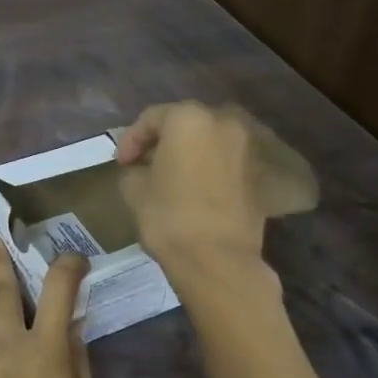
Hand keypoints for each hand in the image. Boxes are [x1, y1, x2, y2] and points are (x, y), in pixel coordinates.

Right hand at [115, 101, 284, 277]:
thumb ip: (134, 168)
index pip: (151, 118)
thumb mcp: (134, 189)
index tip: (121, 164)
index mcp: (188, 119)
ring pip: (206, 140)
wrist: (219, 259)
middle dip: (160, 142)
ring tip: (166, 177)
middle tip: (142, 165)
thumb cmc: (170, 216)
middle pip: (182, 124)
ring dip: (185, 153)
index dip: (130, 140)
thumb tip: (140, 169)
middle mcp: (222, 122)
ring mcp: (244, 146)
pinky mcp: (256, 172)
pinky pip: (222, 160)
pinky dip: (205, 167)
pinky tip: (190, 188)